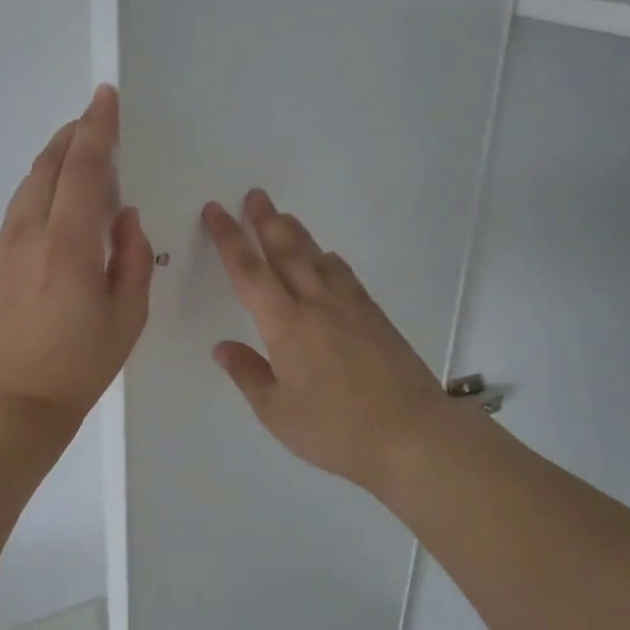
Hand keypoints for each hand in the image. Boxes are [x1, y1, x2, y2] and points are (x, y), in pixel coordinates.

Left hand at [0, 85, 152, 427]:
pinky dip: (41, 187)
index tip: (106, 98)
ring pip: (29, 184)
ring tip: (77, 153)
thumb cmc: (79, 365)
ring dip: (54, 159)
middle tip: (95, 120)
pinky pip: (20, 208)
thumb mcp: (127, 316)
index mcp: (68, 244)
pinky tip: (56, 200)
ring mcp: (5, 246)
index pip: (82, 168)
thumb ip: (131, 258)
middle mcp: (30, 233)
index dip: (96, 128)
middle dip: (73, 135)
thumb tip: (125, 218)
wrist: (11, 403)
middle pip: (48, 165)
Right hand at [203, 189, 465, 496]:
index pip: (249, 272)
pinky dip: (329, 260)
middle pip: (286, 251)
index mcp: (285, 325)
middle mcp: (316, 305)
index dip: (228, 239)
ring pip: (318, 257)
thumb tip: (223, 348)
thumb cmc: (336, 428)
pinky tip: (328, 260)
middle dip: (266, 220)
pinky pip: (345, 275)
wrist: (413, 434)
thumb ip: (248, 375)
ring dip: (297, 233)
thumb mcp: (277, 413)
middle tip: (256, 194)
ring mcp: (350, 308)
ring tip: (284, 216)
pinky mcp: (375, 317)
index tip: (216, 210)